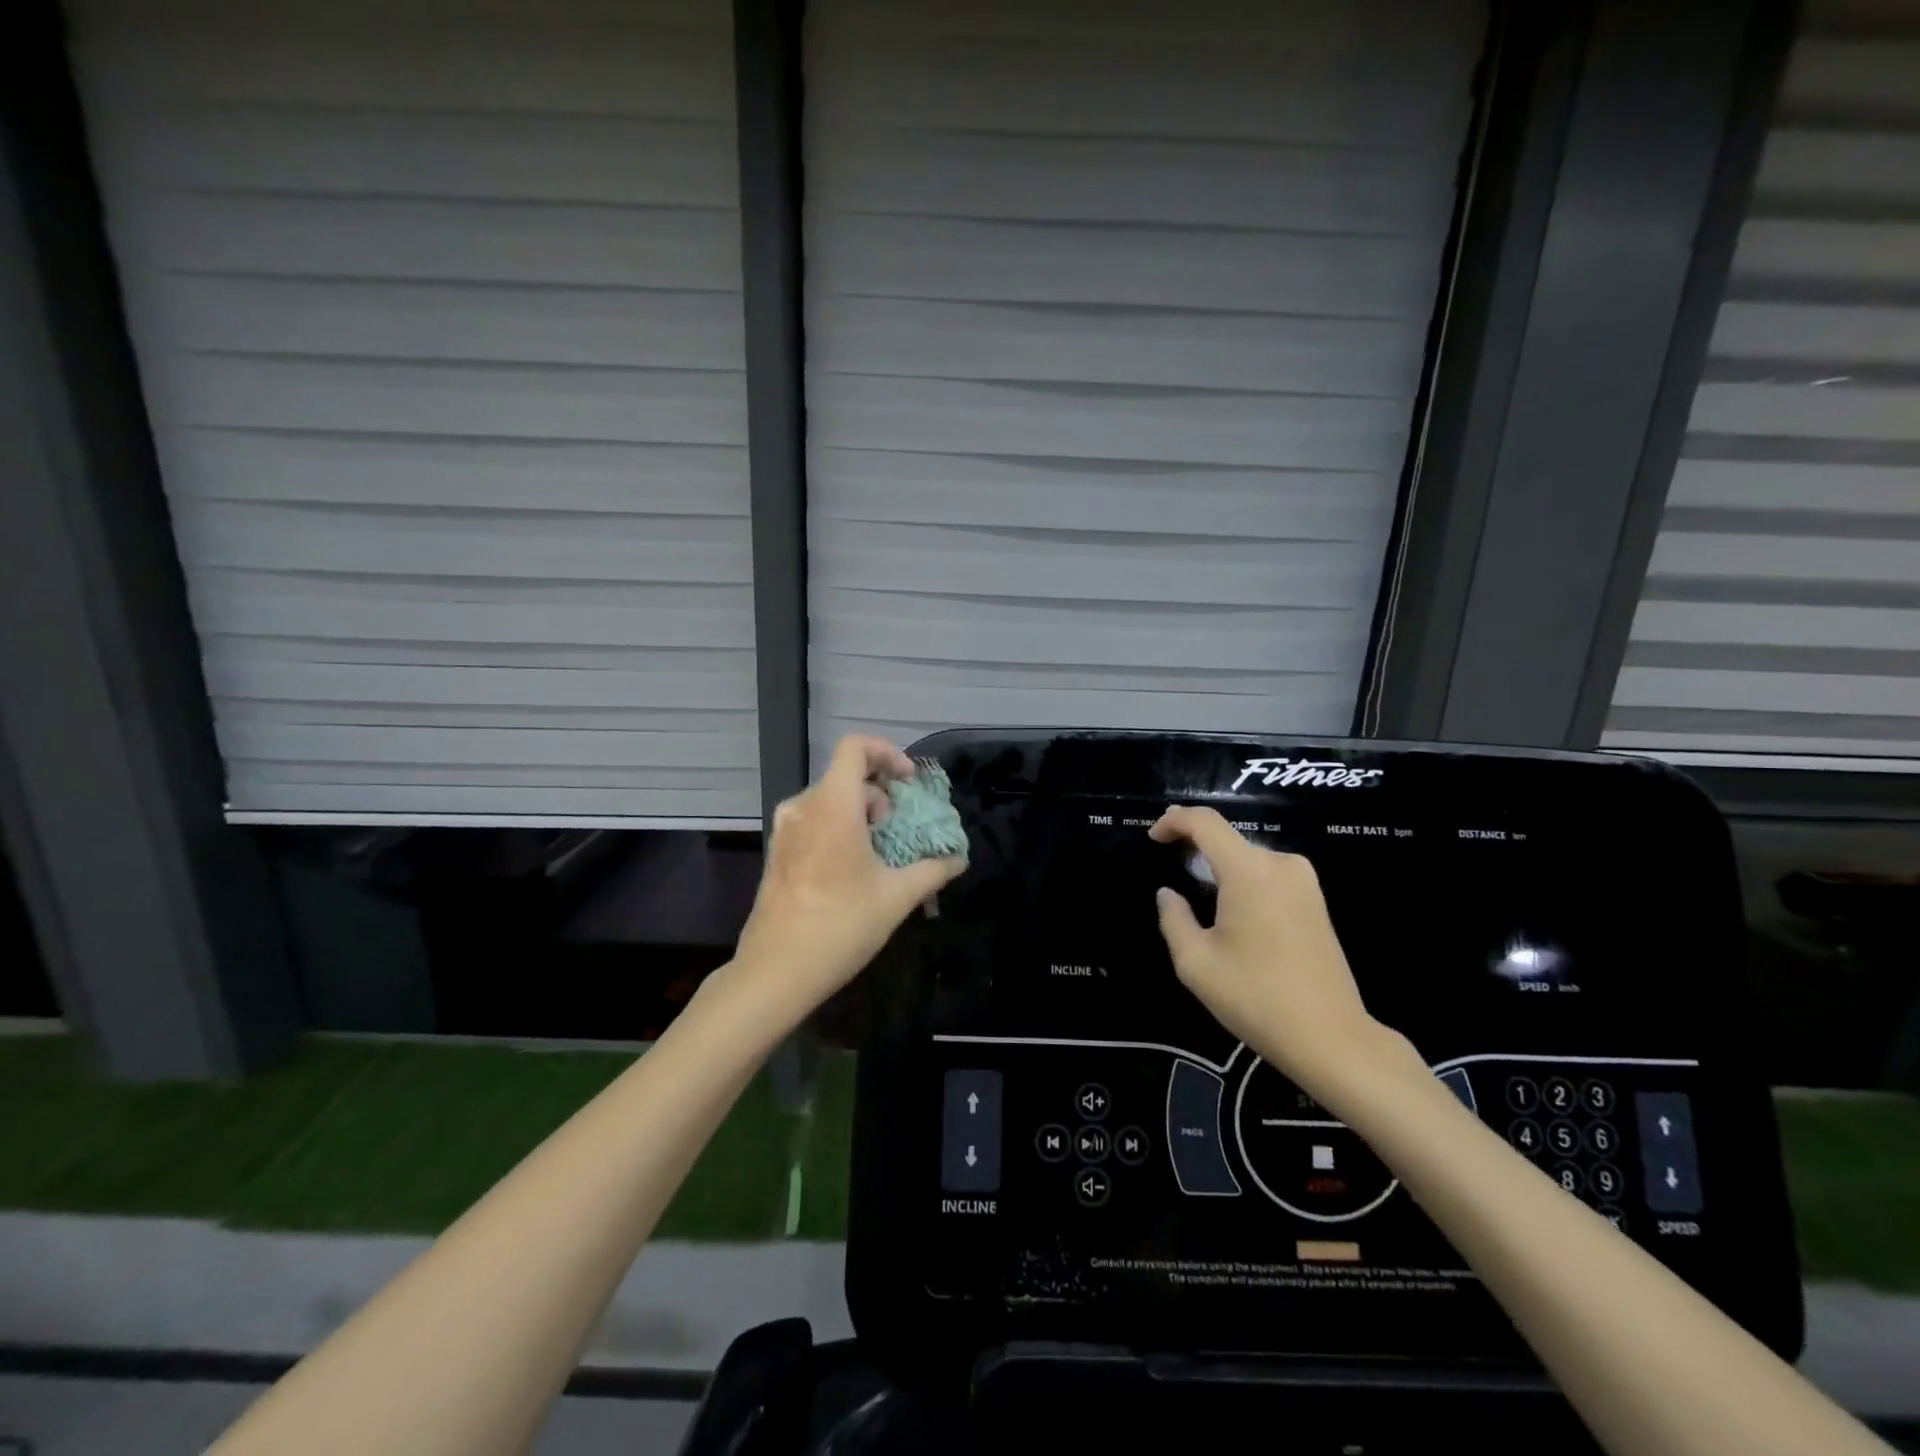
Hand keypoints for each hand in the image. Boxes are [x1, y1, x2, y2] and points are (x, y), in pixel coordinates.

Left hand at [730, 736, 965, 1024]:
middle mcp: (804, 807)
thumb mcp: (897, 897)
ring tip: (879, 851)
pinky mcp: (777, 853)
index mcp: (833, 805)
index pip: (855, 748)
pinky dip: (838, 829)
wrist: (776, 971)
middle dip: (880, 794)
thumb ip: (933, 870)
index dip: (887, 754)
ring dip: (859, 814)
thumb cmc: (841, 924)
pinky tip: (851, 869)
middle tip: (899, 829)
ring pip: (829, 801)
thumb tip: (958, 859)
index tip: (908, 783)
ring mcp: (785, 830)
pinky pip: (813, 822)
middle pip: (846, 777)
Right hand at [1149, 806, 1412, 1099]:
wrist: (1330, 1037)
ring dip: (1220, 864)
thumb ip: (1173, 918)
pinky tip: (1231, 909)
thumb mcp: (1196, 963)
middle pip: (1228, 838)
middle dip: (1195, 845)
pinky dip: (1243, 879)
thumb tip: (1168, 894)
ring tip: (1197, 890)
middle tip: (1169, 863)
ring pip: (1249, 857)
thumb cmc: (1255, 997)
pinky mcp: (1316, 900)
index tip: (1153, 837)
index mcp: (1249, 871)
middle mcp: (1280, 864)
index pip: (1205, 822)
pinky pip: (1268, 874)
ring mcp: (1304, 881)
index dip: (1174, 820)